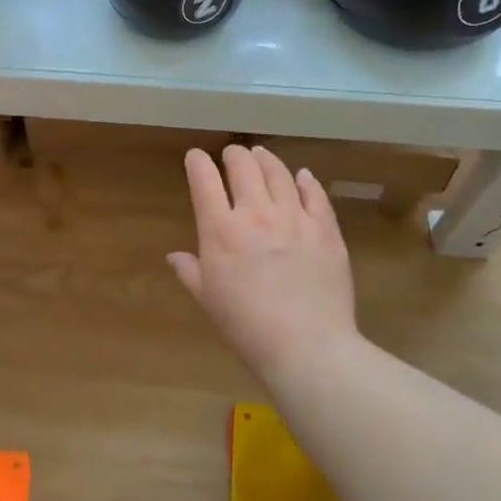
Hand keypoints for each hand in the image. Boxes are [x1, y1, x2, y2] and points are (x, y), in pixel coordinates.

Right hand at [168, 145, 357, 378]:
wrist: (306, 346)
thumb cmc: (246, 326)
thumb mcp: (208, 300)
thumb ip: (190, 271)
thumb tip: (174, 256)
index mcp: (221, 230)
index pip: (204, 180)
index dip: (197, 163)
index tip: (195, 158)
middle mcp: (256, 213)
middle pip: (243, 167)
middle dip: (234, 155)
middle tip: (232, 154)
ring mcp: (294, 218)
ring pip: (279, 173)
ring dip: (267, 159)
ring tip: (262, 154)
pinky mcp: (326, 230)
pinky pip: (315, 195)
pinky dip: (306, 181)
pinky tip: (303, 176)